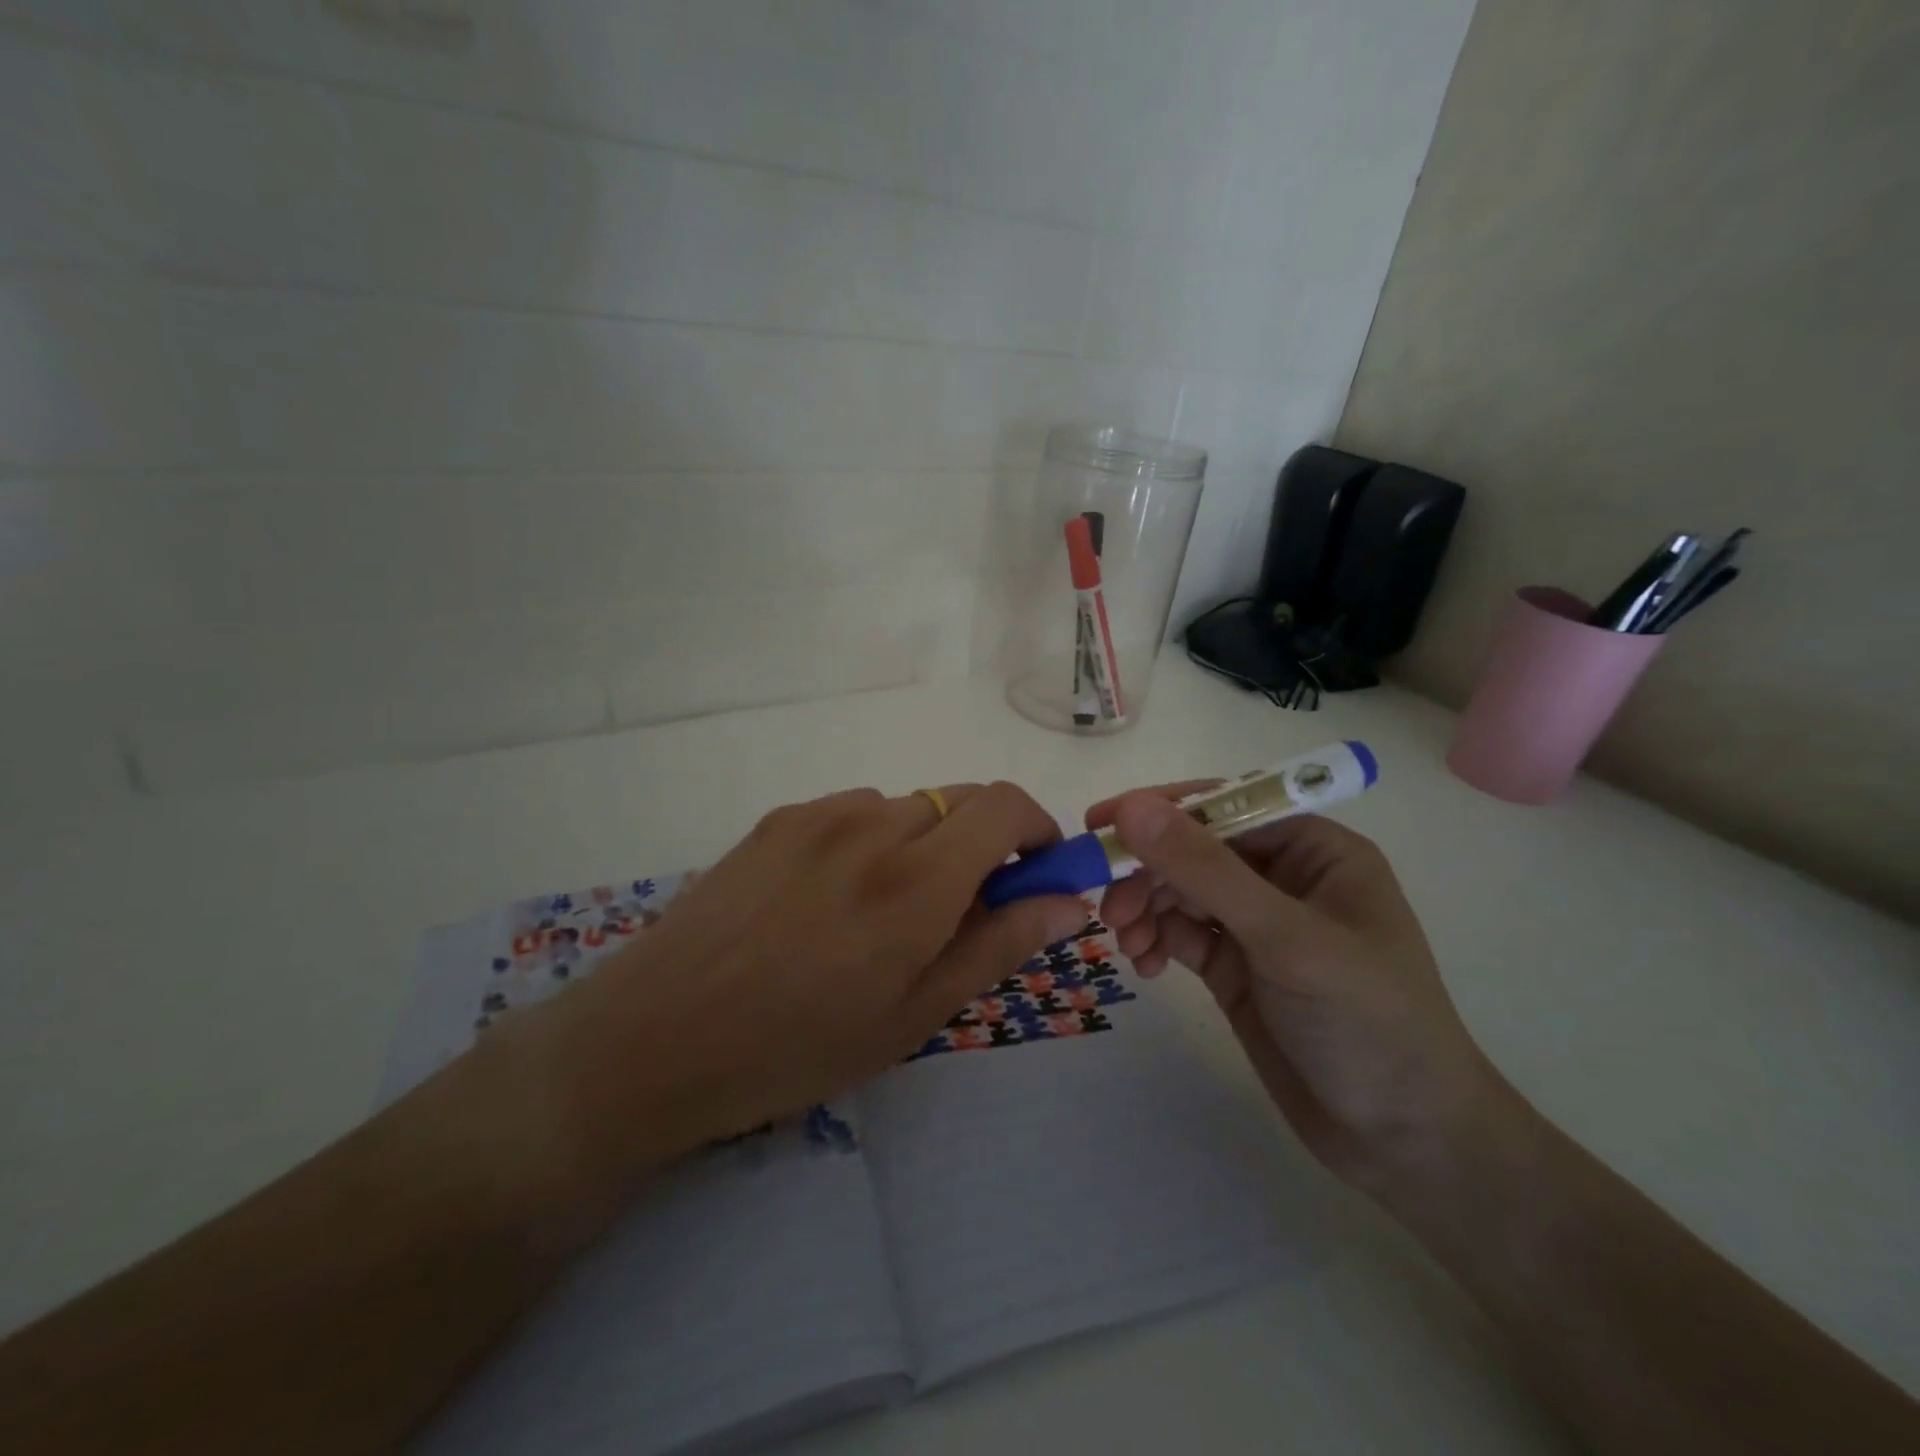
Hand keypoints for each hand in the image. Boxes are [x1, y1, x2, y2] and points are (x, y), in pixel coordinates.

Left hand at [516, 783, 1087, 1182]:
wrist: (655, 1038)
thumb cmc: (798, 1047)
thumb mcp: (915, 1014)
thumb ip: (999, 944)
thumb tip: (1070, 901)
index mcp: (917, 878)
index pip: (1006, 806)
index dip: (1037, 830)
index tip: (1036, 874)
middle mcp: (872, 824)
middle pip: (961, 800)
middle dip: (985, 842)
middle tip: (965, 908)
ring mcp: (818, 814)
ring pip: (908, 807)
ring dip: (926, 843)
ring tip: (887, 912)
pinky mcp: (778, 819)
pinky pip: (854, 811)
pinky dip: (874, 839)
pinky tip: (833, 898)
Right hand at [1088, 786, 1503, 1191]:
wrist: (1405, 1143)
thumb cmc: (1367, 1022)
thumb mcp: (1285, 939)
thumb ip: (1206, 871)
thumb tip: (1132, 807)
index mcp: (1314, 850)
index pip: (1225, 806)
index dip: (1161, 809)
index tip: (1101, 823)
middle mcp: (1283, 877)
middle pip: (1193, 850)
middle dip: (1147, 873)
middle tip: (1109, 909)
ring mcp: (1257, 925)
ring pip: (1179, 891)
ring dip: (1145, 908)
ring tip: (1127, 944)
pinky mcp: (1236, 967)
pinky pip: (1180, 933)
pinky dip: (1155, 940)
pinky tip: (1144, 966)